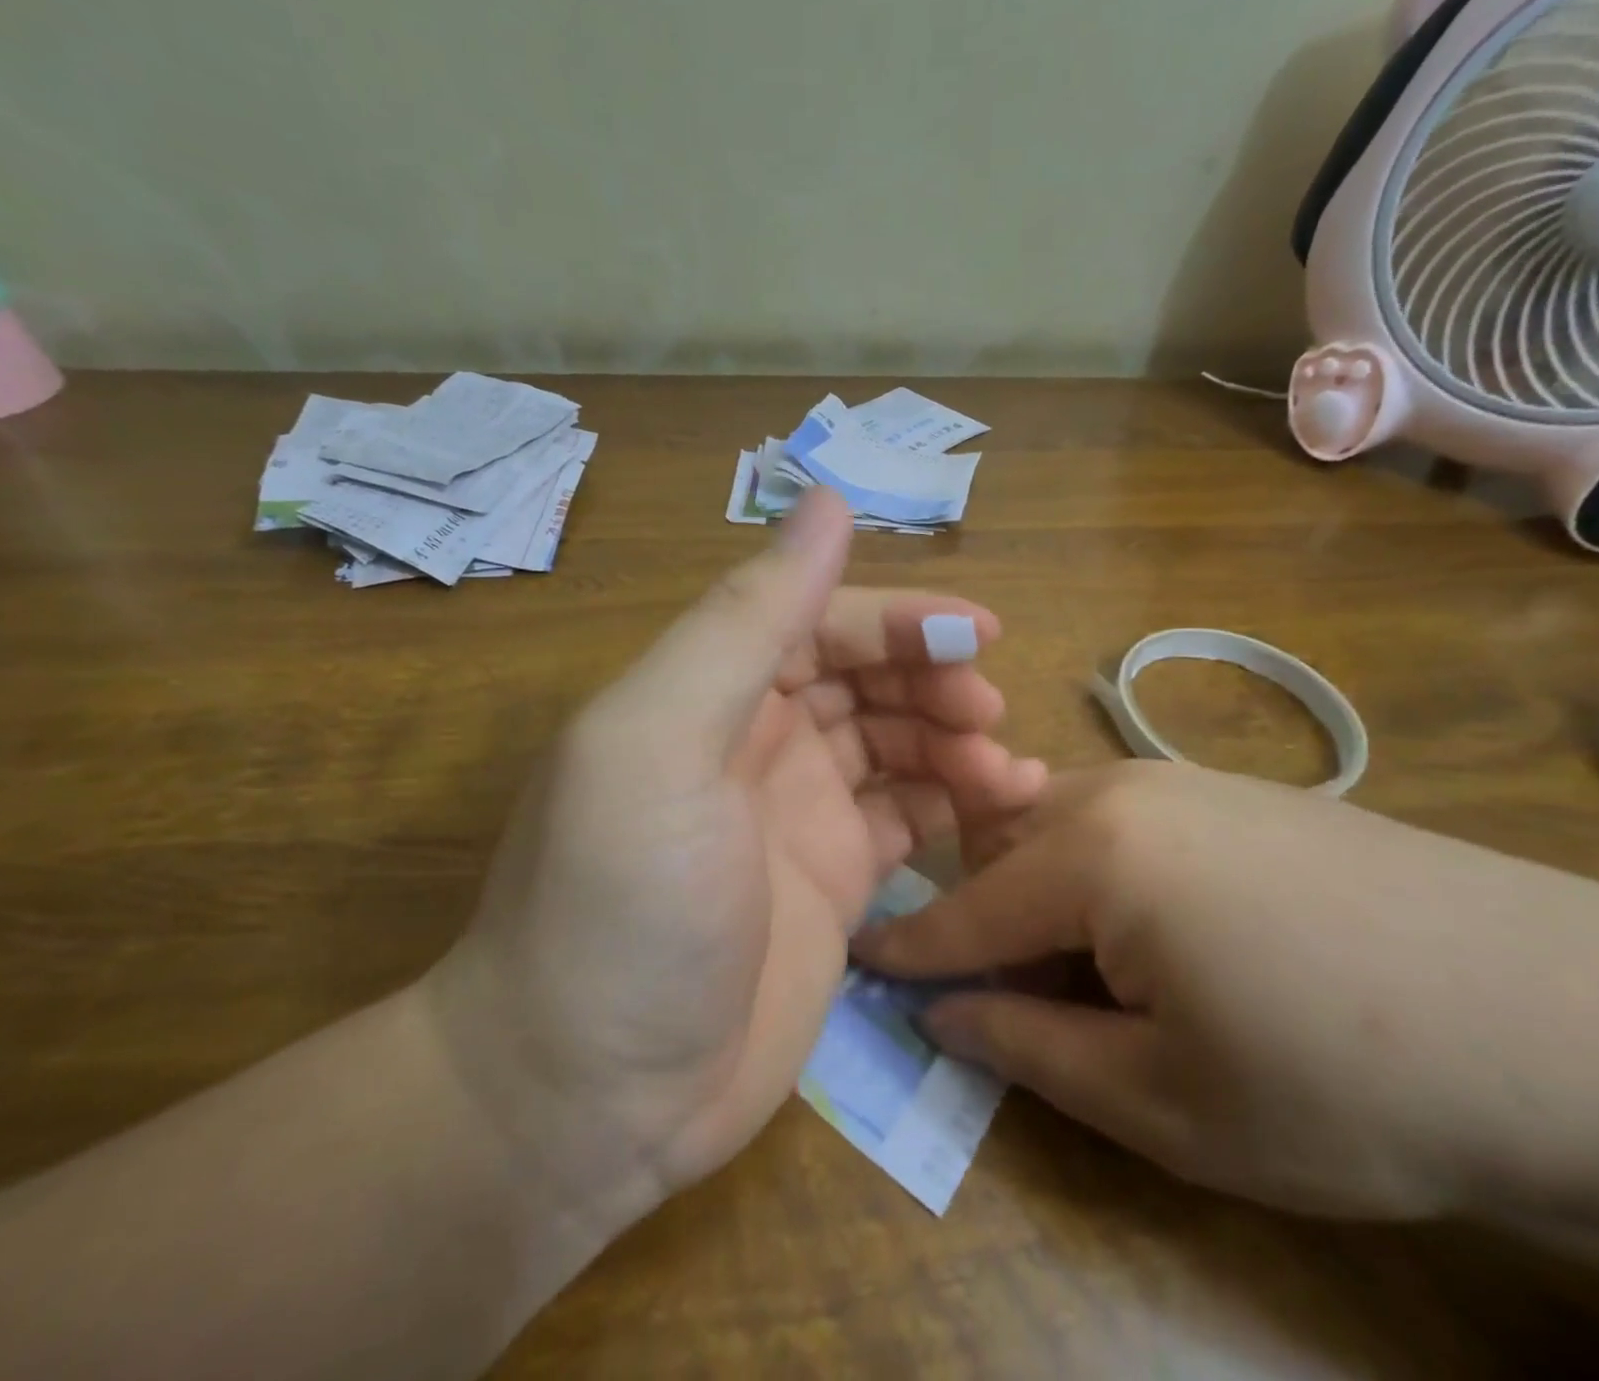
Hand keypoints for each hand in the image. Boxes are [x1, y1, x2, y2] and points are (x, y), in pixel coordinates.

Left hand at [424, 491, 1046, 1215]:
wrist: (588, 1098)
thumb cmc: (621, 902)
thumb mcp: (664, 738)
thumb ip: (747, 619)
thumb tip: (825, 499)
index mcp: (708, 691)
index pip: (817, 620)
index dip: (898, 618)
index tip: (979, 636)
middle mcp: (754, 739)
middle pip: (863, 677)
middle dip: (932, 679)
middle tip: (990, 711)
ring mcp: (797, 814)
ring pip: (895, 744)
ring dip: (955, 742)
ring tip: (1010, 772)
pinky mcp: (832, 883)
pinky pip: (907, 819)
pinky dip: (955, 804)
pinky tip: (1002, 807)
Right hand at [855, 761, 1598, 1225]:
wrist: (1571, 1018)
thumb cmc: (1343, 1079)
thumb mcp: (1163, 1101)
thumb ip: (1028, 1046)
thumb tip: (942, 1013)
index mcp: (1090, 851)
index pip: (965, 907)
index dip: (908, 946)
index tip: (860, 962)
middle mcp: (1119, 788)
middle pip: (1002, 846)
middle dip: (976, 914)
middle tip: (988, 986)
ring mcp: (1181, 777)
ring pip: (1057, 823)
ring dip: (1038, 888)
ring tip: (1074, 967)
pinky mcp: (1231, 789)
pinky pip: (1118, 817)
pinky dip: (1093, 868)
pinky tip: (1148, 928)